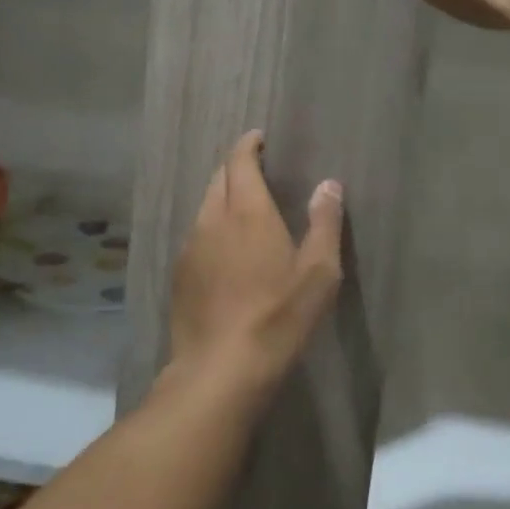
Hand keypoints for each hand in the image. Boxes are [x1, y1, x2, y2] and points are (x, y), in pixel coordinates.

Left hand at [167, 131, 343, 402]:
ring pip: (204, 207)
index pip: (240, 162)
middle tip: (255, 169)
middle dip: (235, 168)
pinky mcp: (180, 275)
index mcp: (247, 211)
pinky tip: (224, 250)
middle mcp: (213, 220)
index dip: (248, 145)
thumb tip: (329, 184)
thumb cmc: (278, 316)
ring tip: (242, 207)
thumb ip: (324, 223)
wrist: (220, 370)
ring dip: (222, 197)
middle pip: (219, 179)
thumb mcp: (319, 272)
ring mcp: (191, 248)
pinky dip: (212, 227)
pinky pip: (196, 235)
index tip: (258, 138)